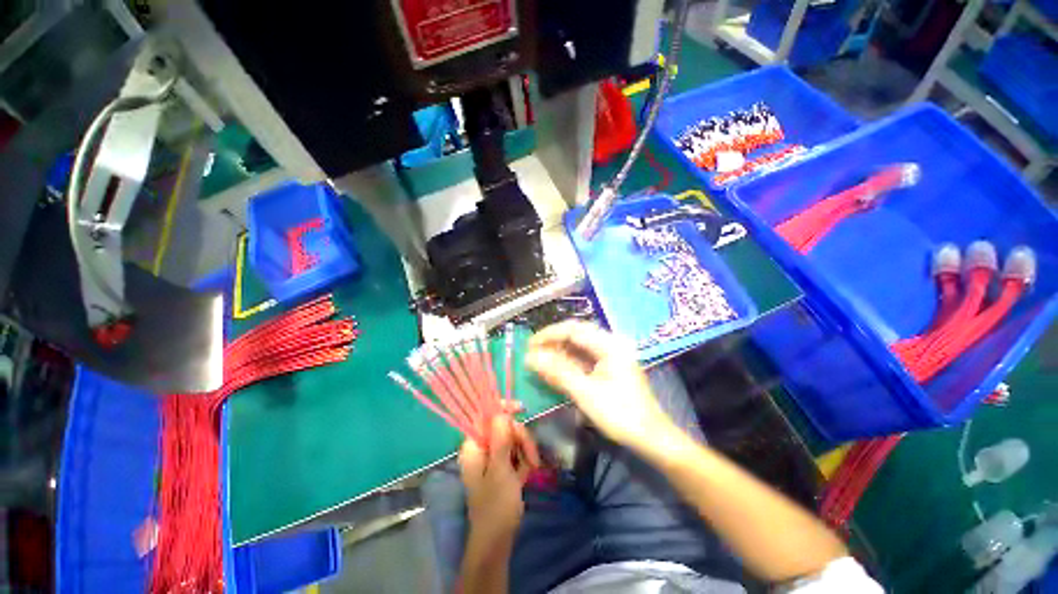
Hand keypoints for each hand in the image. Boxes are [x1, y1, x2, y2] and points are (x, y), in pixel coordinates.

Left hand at [459, 417, 539, 544]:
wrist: (497, 541)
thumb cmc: (496, 506)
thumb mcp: (500, 470)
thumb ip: (500, 439)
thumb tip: (501, 412)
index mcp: (474, 445)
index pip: (486, 415)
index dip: (503, 409)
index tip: (522, 409)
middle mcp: (481, 447)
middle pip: (504, 426)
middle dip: (521, 438)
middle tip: (532, 458)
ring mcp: (492, 457)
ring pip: (513, 438)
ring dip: (526, 450)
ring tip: (531, 469)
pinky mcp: (502, 466)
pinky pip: (516, 452)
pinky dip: (524, 460)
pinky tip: (527, 474)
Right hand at [526, 321, 678, 452]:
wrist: (651, 438)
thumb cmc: (620, 414)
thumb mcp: (585, 392)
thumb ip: (557, 371)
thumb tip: (530, 357)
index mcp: (609, 345)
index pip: (573, 330)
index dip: (549, 335)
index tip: (529, 345)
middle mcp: (610, 344)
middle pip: (576, 336)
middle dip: (552, 343)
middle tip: (532, 353)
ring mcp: (610, 356)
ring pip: (578, 348)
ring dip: (558, 353)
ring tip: (538, 361)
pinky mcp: (608, 368)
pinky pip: (583, 360)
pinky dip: (568, 364)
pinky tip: (554, 370)